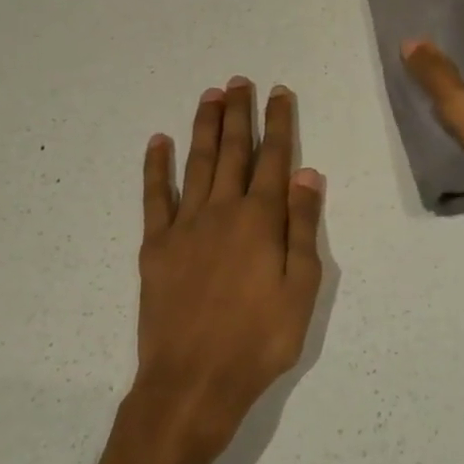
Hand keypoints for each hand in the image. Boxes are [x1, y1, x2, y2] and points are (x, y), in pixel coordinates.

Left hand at [135, 79, 325, 463]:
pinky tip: (157, 142)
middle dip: (238, 114)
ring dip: (204, 127)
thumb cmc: (259, 340)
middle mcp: (222, 211)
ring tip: (210, 96)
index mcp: (261, 220)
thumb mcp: (301, 288)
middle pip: (233, 152)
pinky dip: (155, 167)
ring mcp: (184, 226)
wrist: (193, 382)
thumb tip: (309, 174)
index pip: (274, 159)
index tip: (278, 92)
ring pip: (196, 164)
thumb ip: (303, 227)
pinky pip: (154, 197)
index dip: (278, 123)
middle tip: (239, 81)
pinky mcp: (155, 246)